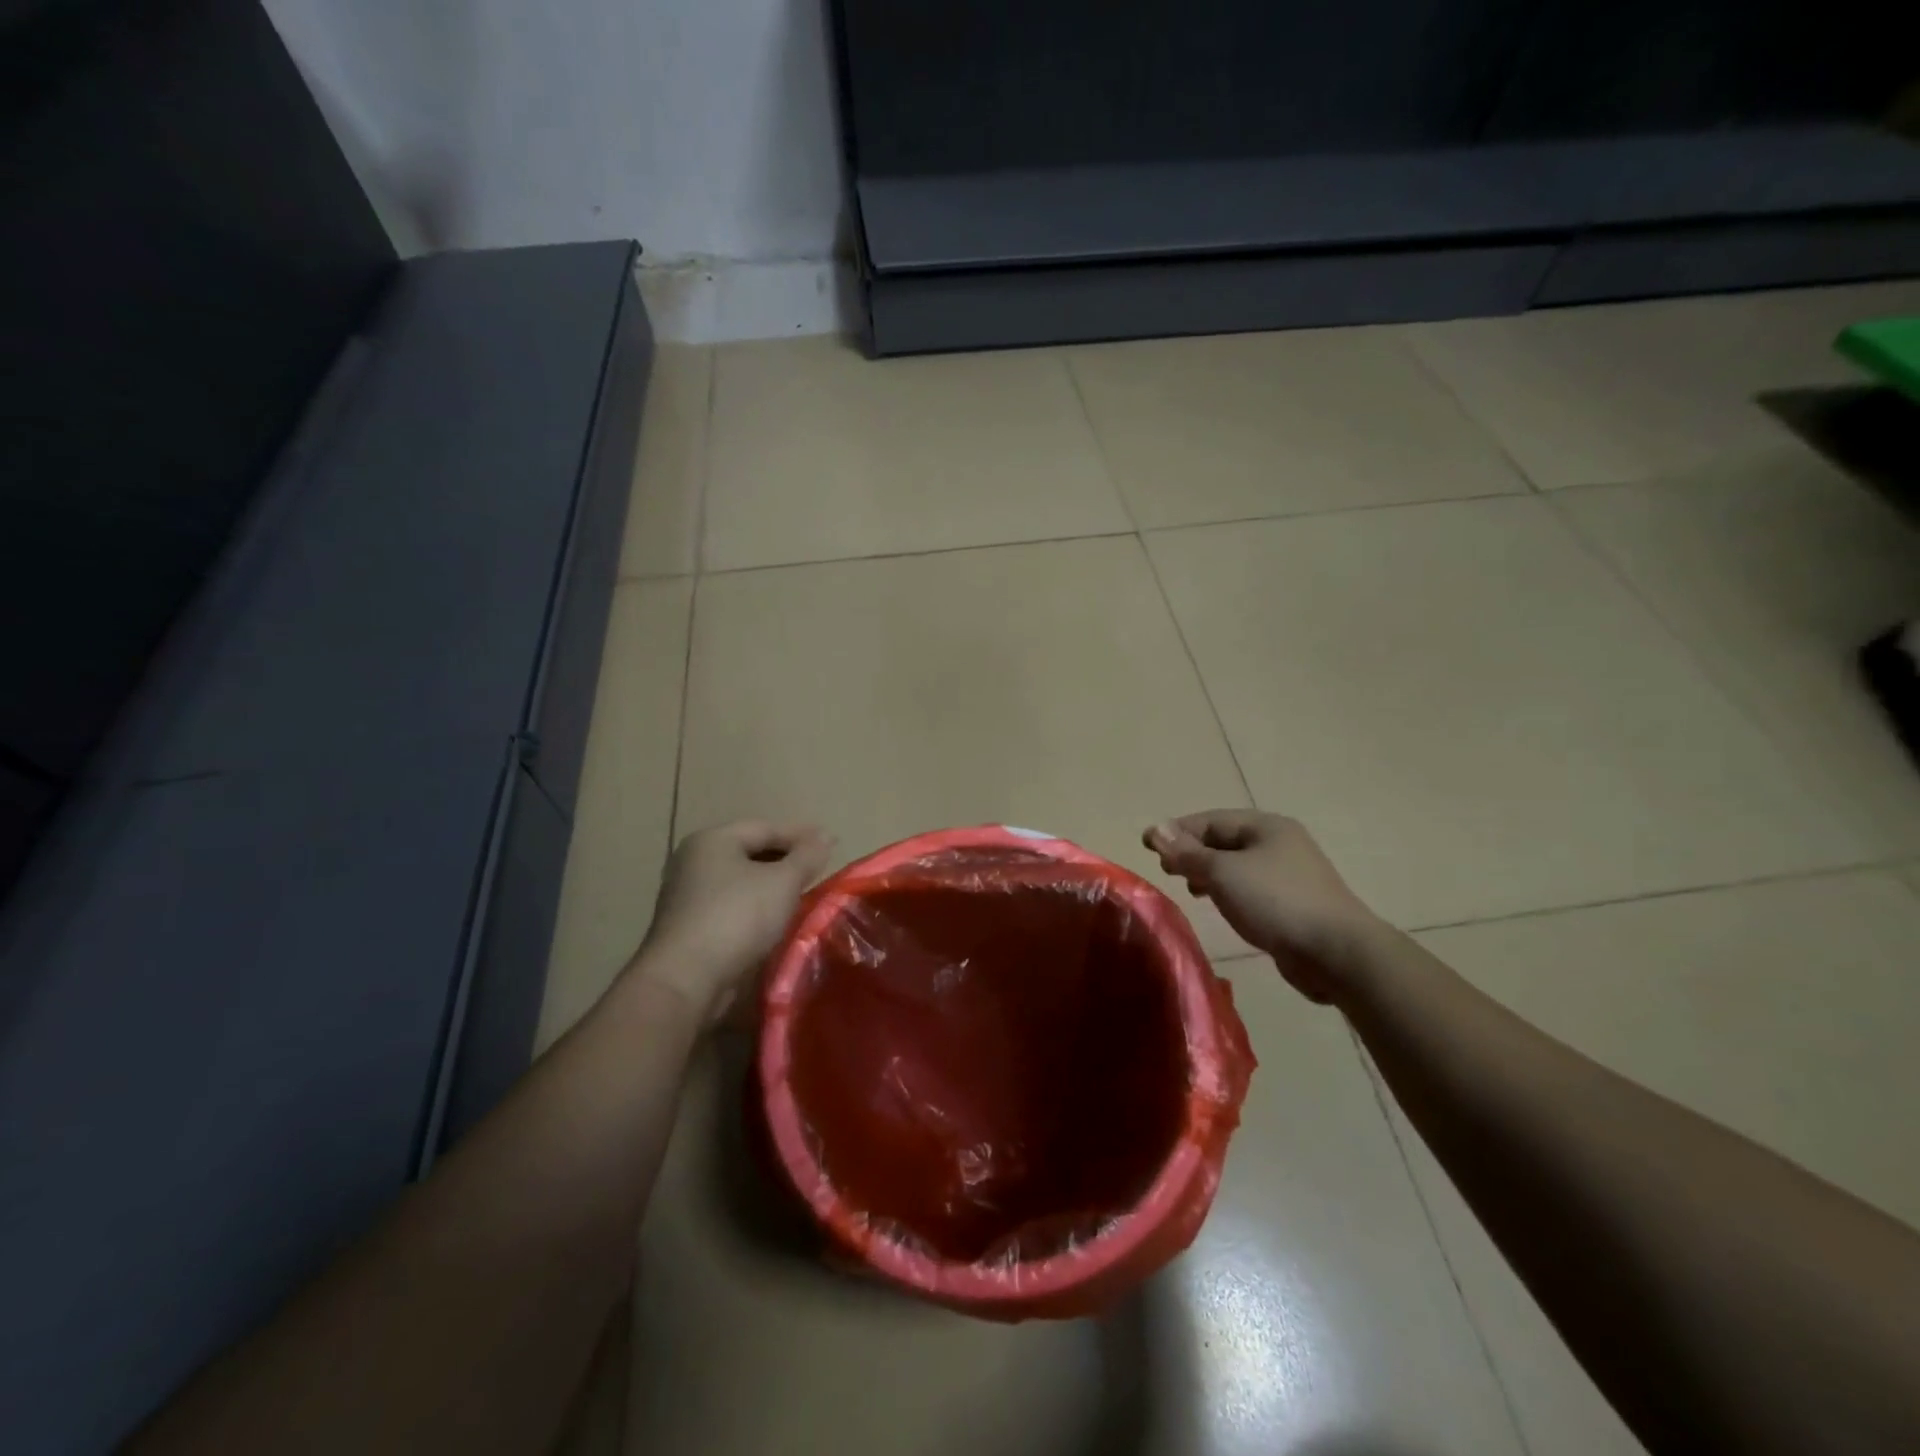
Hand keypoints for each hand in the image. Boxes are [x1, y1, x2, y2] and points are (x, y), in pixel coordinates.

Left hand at [635, 821, 833, 1024]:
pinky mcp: (687, 926)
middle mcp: (693, 861)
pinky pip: (730, 905)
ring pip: (740, 881)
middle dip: (786, 859)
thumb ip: (807, 856)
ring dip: (771, 885)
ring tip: (802, 894)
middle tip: (818, 869)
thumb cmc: (737, 918)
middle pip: (750, 852)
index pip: (765, 827)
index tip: (831, 843)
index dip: (801, 834)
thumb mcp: (783, 882)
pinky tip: (775, 919)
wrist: (685, 981)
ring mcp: (686, 895)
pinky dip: (755, 906)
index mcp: (712, 840)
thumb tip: (826, 836)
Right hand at [1145, 810, 1383, 1004]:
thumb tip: (1155, 828)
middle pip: (1224, 841)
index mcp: (1265, 826)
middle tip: (1166, 871)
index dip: (1176, 831)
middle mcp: (1280, 843)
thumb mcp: (1222, 873)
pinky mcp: (1295, 903)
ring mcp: (1291, 874)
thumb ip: (1186, 852)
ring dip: (1209, 874)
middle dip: (1192, 853)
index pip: (1210, 820)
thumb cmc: (1276, 902)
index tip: (1147, 847)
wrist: (1337, 953)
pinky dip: (1229, 892)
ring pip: (1237, 866)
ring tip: (1190, 890)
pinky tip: (1220, 907)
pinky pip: (1251, 888)